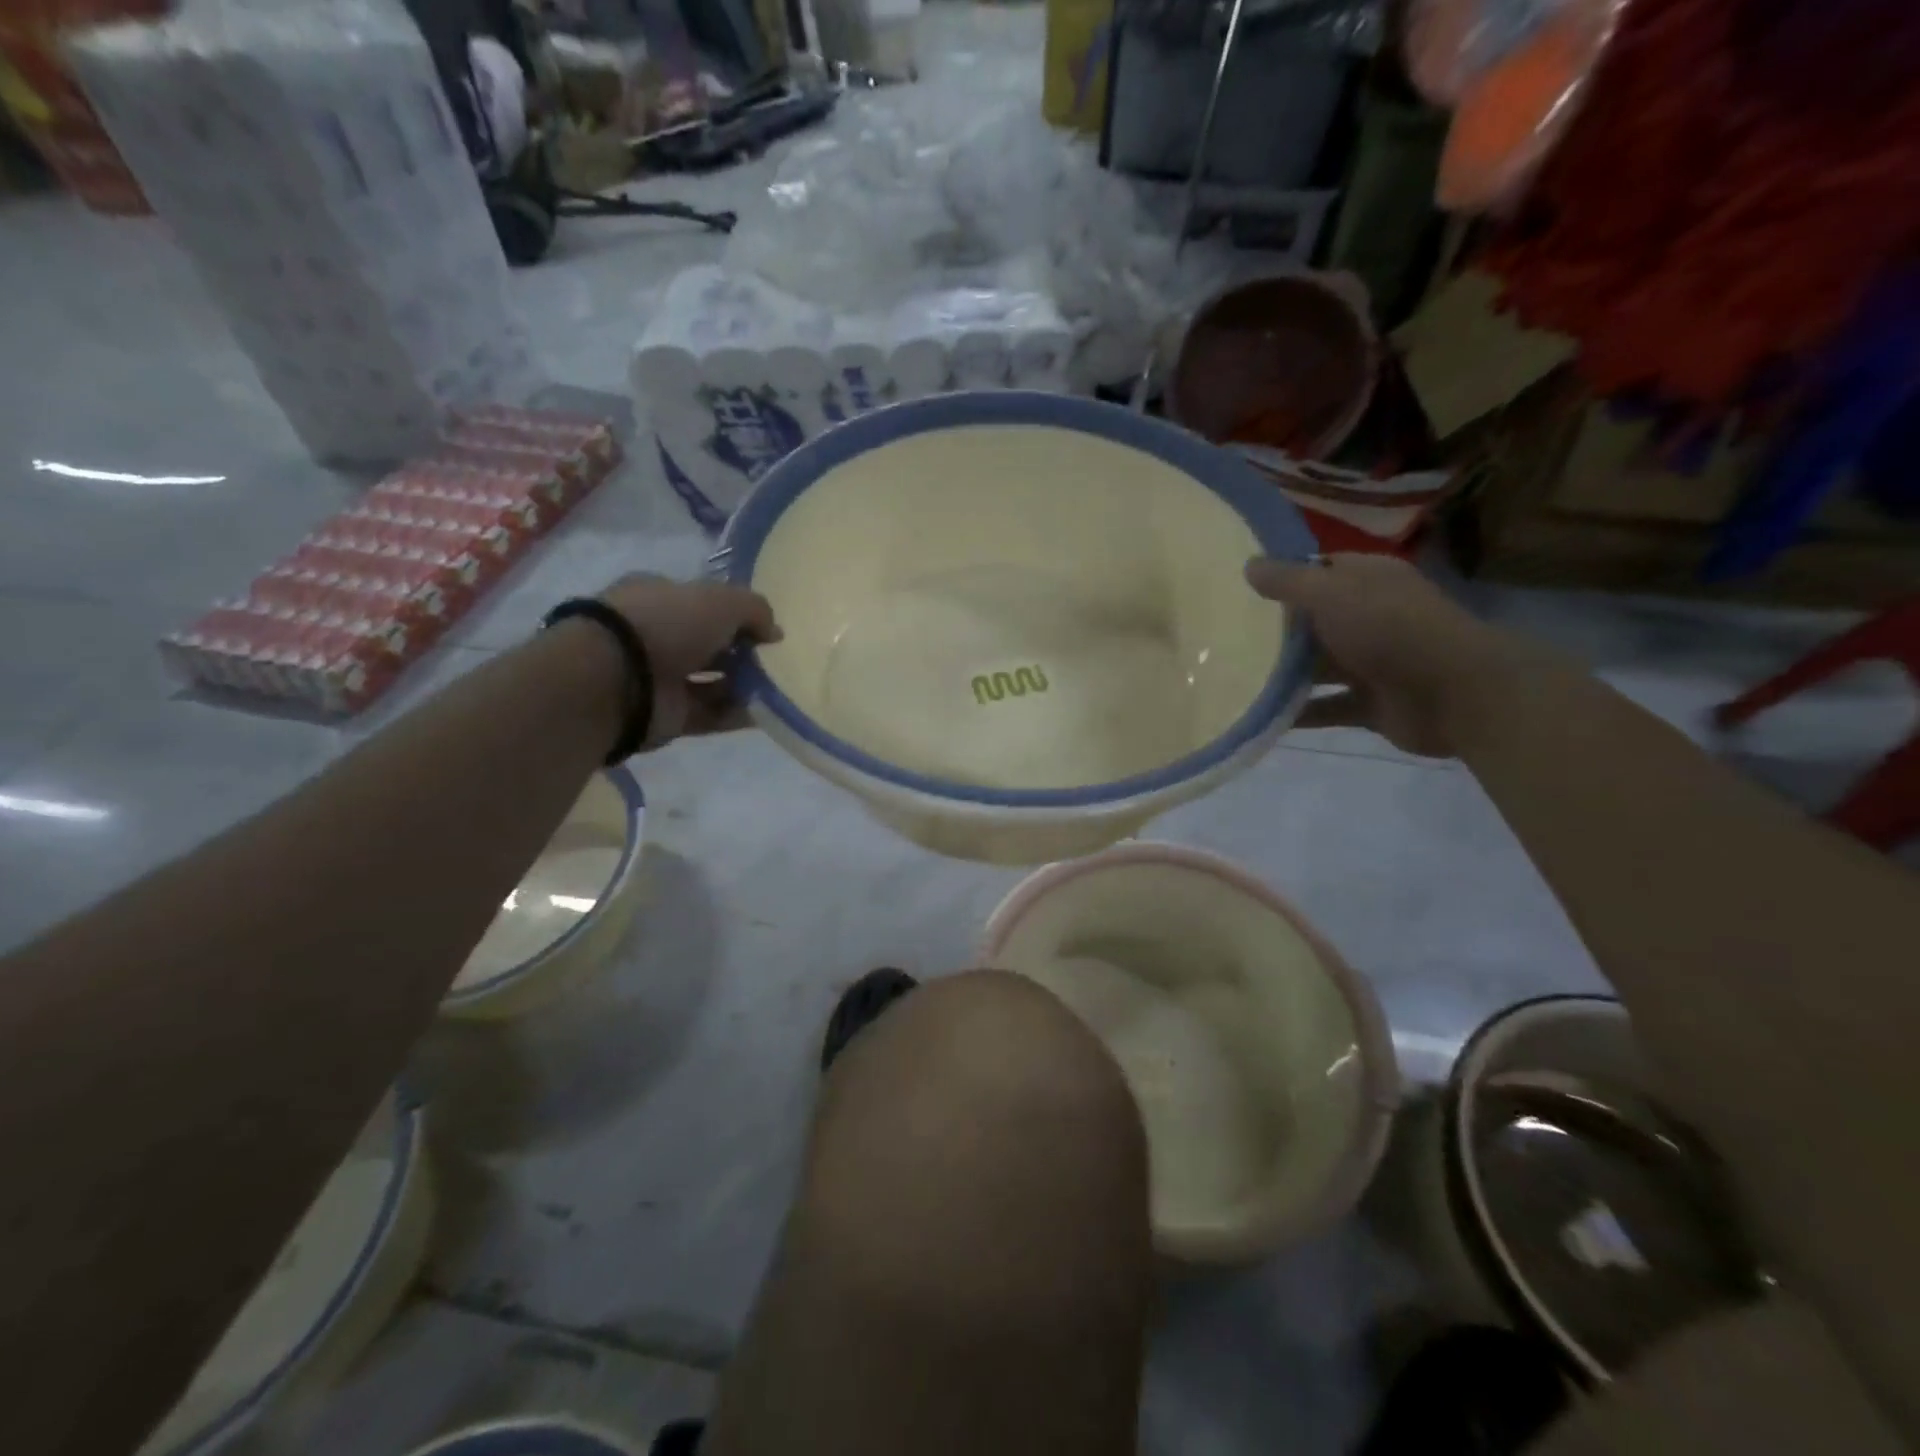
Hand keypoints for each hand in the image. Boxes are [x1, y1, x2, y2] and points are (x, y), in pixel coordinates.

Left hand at [600, 574, 780, 742]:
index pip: (704, 604)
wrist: (616, 678)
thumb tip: (774, 632)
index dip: (737, 615)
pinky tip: (766, 713)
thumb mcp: (722, 600)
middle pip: (711, 645)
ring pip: (713, 681)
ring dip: (744, 685)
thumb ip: (755, 610)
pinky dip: (737, 714)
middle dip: (744, 653)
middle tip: (776, 661)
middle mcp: (659, 636)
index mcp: (661, 598)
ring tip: (778, 688)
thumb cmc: (667, 623)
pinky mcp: (668, 715)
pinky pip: (712, 714)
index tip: (766, 630)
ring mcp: (661, 678)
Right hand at [1246, 554, 1525, 757]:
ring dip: (1281, 674)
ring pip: (1317, 667)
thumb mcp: (1331, 594)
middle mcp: (1370, 617)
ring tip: (1231, 676)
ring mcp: (1371, 663)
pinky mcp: (1369, 704)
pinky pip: (1324, 707)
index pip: (1319, 570)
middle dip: (1275, 629)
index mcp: (1368, 581)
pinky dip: (1296, 712)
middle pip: (1313, 621)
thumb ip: (1289, 582)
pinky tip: (1257, 715)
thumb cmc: (1390, 629)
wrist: (1455, 694)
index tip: (1238, 586)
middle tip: (1222, 634)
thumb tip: (1249, 566)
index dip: (1283, 576)